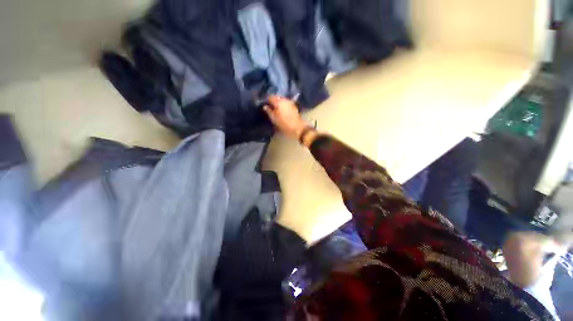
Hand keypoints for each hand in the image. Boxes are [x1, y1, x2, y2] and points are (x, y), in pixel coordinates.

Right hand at [263, 96, 308, 139]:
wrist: (298, 128)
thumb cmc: (284, 124)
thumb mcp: (274, 119)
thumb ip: (268, 111)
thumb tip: (265, 106)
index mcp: (279, 102)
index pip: (270, 97)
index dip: (267, 100)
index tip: (265, 105)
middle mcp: (285, 100)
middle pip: (277, 97)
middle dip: (273, 101)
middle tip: (269, 107)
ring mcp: (290, 102)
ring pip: (282, 100)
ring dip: (278, 103)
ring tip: (275, 109)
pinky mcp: (294, 106)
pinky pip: (286, 103)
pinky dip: (283, 105)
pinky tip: (281, 110)